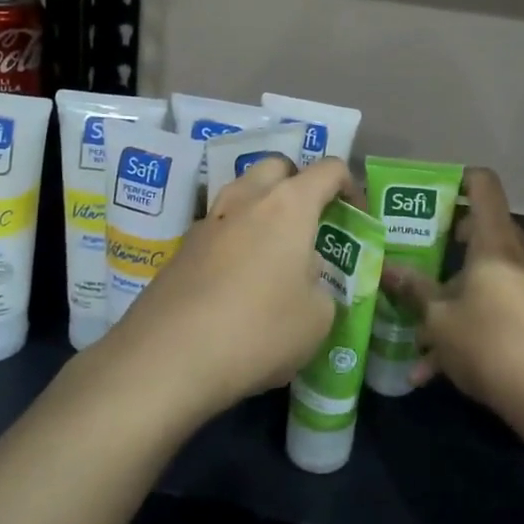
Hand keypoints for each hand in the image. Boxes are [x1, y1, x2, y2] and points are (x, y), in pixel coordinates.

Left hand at [113, 156, 344, 418]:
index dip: (350, 186)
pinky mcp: (183, 247)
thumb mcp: (317, 319)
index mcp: (290, 204)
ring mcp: (210, 219)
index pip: (329, 169)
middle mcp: (248, 198)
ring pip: (243, 191)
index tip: (356, 217)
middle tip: (310, 222)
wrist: (167, 356)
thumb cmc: (258, 330)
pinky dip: (236, 238)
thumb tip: (306, 277)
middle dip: (299, 183)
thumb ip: (322, 287)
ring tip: (274, 249)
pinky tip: (238, 279)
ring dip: (263, 207)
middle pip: (278, 167)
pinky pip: (220, 226)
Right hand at [379, 168, 523, 426]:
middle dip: (444, 244)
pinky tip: (433, 370)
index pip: (482, 184)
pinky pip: (496, 305)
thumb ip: (412, 290)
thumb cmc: (491, 343)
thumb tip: (386, 269)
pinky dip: (469, 324)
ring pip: (484, 275)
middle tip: (413, 255)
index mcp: (495, 239)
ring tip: (415, 331)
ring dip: (450, 297)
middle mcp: (517, 253)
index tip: (428, 194)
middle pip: (481, 230)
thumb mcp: (439, 319)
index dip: (456, 178)